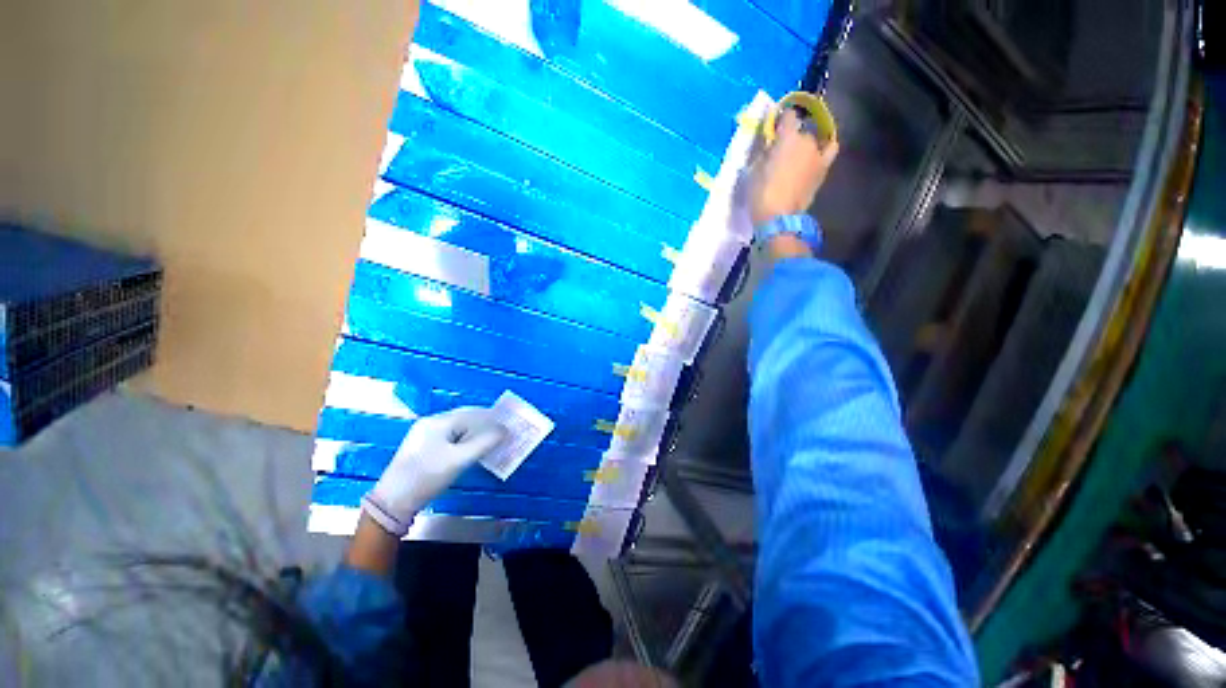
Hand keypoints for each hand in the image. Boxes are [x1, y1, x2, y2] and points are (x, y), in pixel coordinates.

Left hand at [361, 407, 505, 536]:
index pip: (471, 413)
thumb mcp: (459, 460)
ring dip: (475, 433)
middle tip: (502, 431)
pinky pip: (450, 438)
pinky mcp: (423, 448)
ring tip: (491, 440)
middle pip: (464, 419)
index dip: (491, 417)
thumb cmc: (427, 477)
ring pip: (457, 429)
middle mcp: (430, 424)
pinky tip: (472, 449)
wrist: (392, 502)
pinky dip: (464, 440)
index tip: (508, 423)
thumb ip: (484, 443)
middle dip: (484, 424)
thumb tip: (504, 430)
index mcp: (438, 422)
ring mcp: (424, 436)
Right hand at [749, 107, 839, 226]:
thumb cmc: (760, 194)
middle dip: (790, 138)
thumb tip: (769, 141)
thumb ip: (763, 151)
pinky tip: (818, 150)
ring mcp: (818, 153)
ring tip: (793, 159)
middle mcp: (806, 139)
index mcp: (787, 137)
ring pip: (811, 141)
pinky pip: (830, 149)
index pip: (787, 115)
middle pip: (799, 131)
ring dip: (802, 146)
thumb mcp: (753, 170)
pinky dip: (825, 146)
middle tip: (778, 154)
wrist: (778, 217)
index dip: (779, 120)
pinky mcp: (823, 168)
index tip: (772, 129)